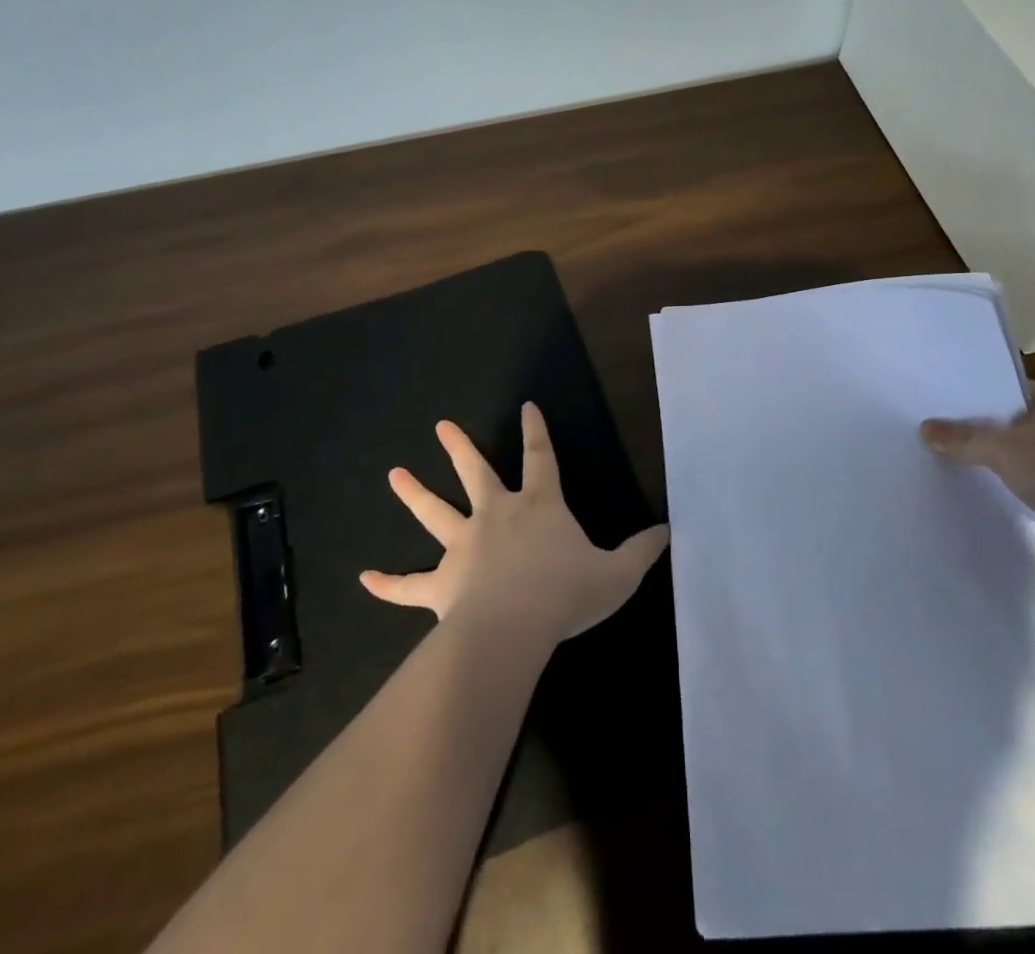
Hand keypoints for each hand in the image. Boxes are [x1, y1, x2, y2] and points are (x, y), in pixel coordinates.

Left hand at [360, 403, 669, 644]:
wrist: (515, 627)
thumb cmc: (567, 594)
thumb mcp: (617, 574)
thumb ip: (641, 551)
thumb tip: (669, 531)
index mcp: (538, 507)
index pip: (541, 458)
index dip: (536, 431)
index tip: (526, 406)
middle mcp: (496, 516)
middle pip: (475, 473)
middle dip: (459, 448)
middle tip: (441, 426)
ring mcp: (464, 547)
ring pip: (434, 514)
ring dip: (413, 494)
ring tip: (393, 474)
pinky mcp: (442, 585)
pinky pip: (410, 585)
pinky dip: (388, 583)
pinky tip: (365, 578)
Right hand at [920, 383, 1034, 570]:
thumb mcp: (1005, 449)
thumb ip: (964, 438)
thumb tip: (924, 428)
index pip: (999, 388)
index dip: (967, 394)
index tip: (931, 401)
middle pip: (1005, 420)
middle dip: (972, 428)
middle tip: (926, 430)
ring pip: (1015, 451)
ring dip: (989, 458)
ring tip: (941, 457)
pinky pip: (1027, 478)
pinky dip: (1006, 482)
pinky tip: (976, 485)